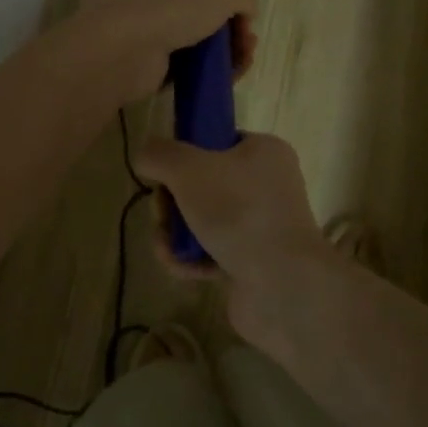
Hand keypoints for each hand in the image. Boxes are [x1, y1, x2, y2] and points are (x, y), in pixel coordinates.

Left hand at [66, 0, 257, 106]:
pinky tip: (224, 80)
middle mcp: (155, 0)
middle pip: (205, 16)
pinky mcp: (149, 68)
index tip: (247, 21)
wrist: (126, 51)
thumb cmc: (172, 8)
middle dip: (233, 32)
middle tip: (249, 47)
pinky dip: (207, 75)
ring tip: (242, 65)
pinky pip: (187, 70)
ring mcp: (149, 34)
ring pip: (198, 45)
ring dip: (225, 55)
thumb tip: (248, 13)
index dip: (231, 1)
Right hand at [133, 133, 333, 313]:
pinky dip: (191, 260)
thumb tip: (145, 156)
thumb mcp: (188, 169)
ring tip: (167, 248)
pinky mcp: (253, 262)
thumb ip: (159, 154)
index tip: (165, 174)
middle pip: (202, 184)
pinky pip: (211, 252)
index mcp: (264, 151)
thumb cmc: (238, 211)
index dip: (185, 157)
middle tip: (162, 215)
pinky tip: (182, 268)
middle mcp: (267, 184)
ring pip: (202, 220)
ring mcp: (261, 225)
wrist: (282, 284)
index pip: (216, 142)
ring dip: (176, 234)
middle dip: (172, 203)